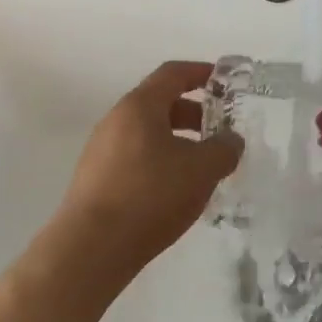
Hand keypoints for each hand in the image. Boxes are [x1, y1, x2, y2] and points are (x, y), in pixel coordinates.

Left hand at [51, 60, 242, 287]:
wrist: (91, 249)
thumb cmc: (150, 196)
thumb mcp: (201, 170)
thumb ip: (224, 149)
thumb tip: (231, 140)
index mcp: (139, 106)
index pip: (172, 73)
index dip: (200, 72)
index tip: (224, 80)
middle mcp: (116, 120)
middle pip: (160, 104)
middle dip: (194, 113)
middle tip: (220, 130)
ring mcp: (102, 151)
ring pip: (148, 134)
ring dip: (178, 141)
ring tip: (203, 166)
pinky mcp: (96, 180)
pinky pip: (136, 158)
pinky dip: (161, 162)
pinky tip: (176, 190)